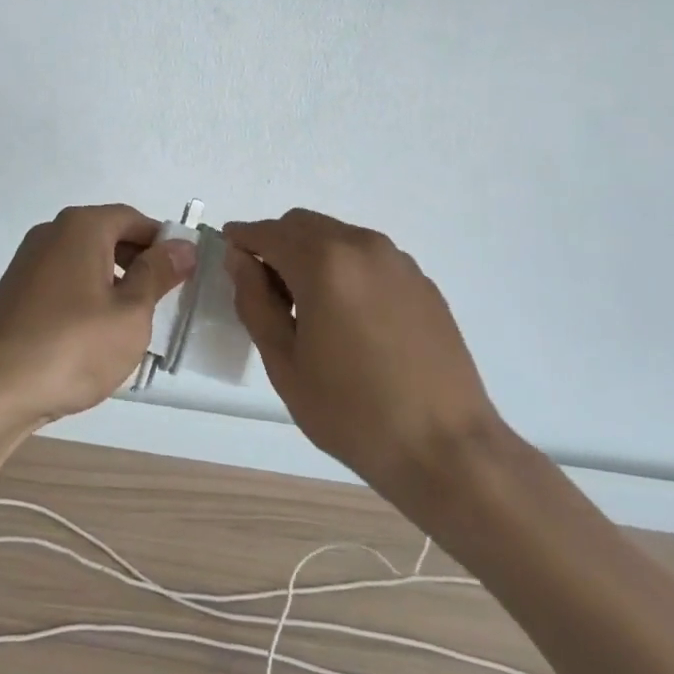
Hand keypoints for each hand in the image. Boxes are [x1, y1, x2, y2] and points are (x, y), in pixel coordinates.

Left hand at [0, 205, 196, 430]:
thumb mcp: (130, 313)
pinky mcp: (15, 292)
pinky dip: (85, 299)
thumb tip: (182, 246)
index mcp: (82, 226)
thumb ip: (158, 274)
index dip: (163, 244)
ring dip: (113, 285)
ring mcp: (28, 262)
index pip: (134, 219)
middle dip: (139, 265)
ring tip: (129, 327)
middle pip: (108, 236)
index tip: (182, 277)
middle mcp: (52, 233)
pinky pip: (63, 283)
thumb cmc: (72, 346)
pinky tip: (92, 338)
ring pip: (85, 262)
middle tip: (160, 305)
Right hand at [224, 209, 502, 494]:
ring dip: (310, 254)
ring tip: (308, 308)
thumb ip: (255, 302)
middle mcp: (362, 246)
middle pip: (303, 225)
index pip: (268, 232)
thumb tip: (239, 260)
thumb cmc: (352, 412)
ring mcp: (397, 261)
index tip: (227, 255)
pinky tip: (348, 317)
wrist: (446, 449)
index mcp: (324, 263)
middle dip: (276, 244)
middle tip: (265, 290)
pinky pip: (367, 257)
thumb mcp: (285, 363)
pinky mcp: (421, 281)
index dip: (241, 239)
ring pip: (337, 236)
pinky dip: (344, 268)